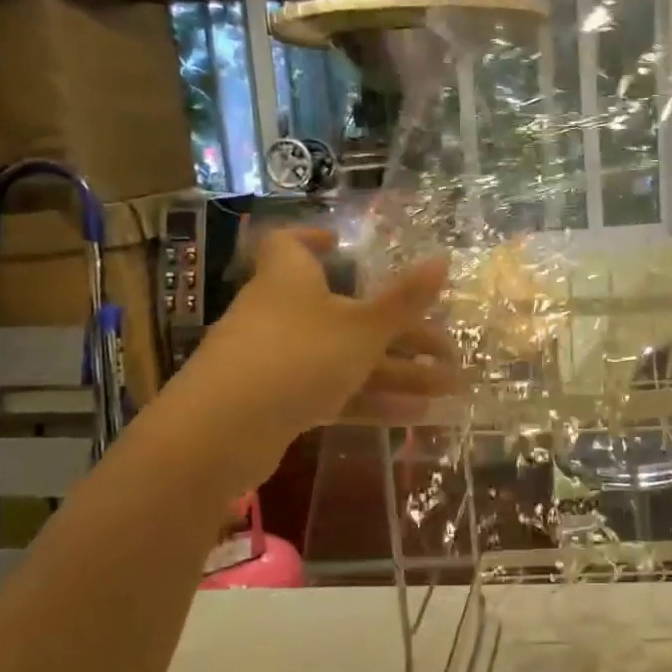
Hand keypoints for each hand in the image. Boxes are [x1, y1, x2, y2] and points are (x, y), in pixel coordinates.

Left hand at [177, 226, 457, 437]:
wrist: (222, 433)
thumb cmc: (297, 356)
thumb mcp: (363, 327)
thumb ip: (405, 299)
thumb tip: (443, 258)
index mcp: (290, 279)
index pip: (290, 244)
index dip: (314, 239)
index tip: (343, 244)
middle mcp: (281, 313)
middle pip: (345, 312)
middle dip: (399, 330)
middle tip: (446, 347)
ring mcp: (277, 361)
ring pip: (346, 358)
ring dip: (397, 371)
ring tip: (449, 386)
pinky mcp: (276, 403)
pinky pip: (334, 392)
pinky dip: (371, 400)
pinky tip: (416, 415)